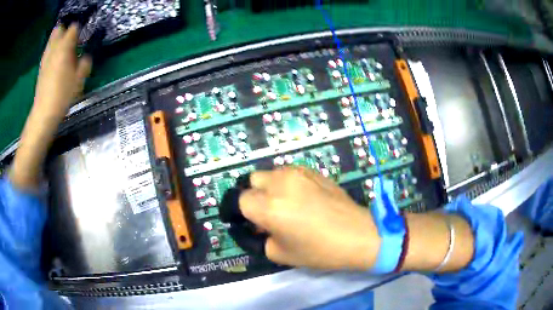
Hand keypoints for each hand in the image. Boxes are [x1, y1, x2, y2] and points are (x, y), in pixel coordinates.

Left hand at [34, 23, 91, 116]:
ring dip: (57, 39)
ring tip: (63, 47)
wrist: (44, 112)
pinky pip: (47, 50)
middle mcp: (54, 48)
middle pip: (59, 29)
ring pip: (51, 39)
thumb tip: (86, 57)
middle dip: (65, 30)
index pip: (74, 28)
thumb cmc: (63, 95)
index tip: (82, 37)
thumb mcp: (79, 80)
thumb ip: (84, 64)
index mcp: (65, 47)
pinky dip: (52, 50)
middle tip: (71, 39)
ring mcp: (46, 57)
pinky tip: (55, 59)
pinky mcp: (41, 67)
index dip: (79, 29)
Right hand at [239, 166, 380, 269]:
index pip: (239, 200)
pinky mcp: (313, 171)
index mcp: (268, 207)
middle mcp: (280, 183)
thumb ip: (260, 237)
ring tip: (286, 204)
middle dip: (254, 196)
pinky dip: (287, 183)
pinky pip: (289, 172)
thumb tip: (256, 226)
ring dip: (270, 187)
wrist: (357, 234)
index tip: (249, 221)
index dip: (242, 212)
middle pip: (252, 180)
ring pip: (271, 173)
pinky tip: (302, 198)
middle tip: (267, 213)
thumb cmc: (319, 250)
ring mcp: (298, 173)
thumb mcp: (280, 253)